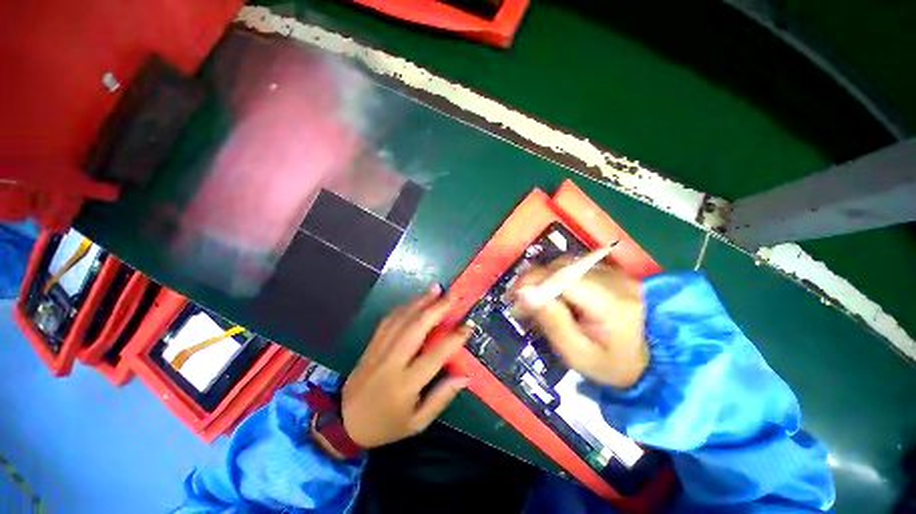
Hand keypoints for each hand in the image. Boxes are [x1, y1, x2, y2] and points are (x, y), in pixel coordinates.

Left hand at [340, 285, 470, 448]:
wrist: (344, 423)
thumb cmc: (386, 425)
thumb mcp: (417, 423)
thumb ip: (442, 398)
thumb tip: (465, 375)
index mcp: (406, 384)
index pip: (435, 355)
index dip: (454, 338)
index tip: (468, 324)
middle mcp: (392, 362)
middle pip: (416, 327)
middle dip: (437, 308)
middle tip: (453, 295)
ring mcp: (379, 350)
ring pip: (402, 319)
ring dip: (420, 301)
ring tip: (436, 289)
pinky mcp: (371, 344)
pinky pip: (388, 320)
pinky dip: (404, 307)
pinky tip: (415, 300)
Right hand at [515, 261, 648, 387]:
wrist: (651, 362)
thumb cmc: (610, 365)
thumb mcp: (576, 354)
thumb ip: (551, 321)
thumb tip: (524, 293)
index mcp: (612, 304)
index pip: (566, 278)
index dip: (535, 281)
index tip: (514, 295)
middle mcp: (617, 280)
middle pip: (565, 266)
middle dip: (536, 279)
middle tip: (521, 299)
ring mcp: (617, 273)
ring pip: (568, 263)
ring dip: (545, 276)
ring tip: (535, 296)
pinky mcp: (613, 271)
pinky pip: (576, 265)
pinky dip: (557, 275)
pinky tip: (553, 291)